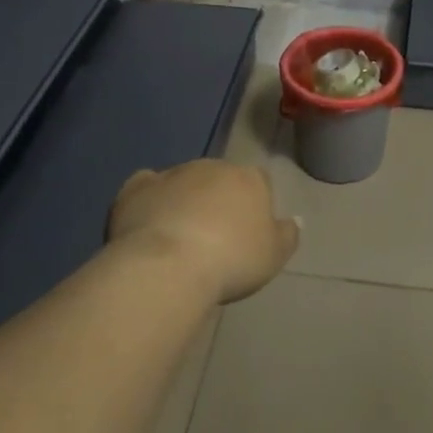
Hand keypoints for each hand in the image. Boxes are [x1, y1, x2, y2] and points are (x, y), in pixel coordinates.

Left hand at [107, 160, 298, 304]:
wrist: (169, 265)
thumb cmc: (231, 260)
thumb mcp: (273, 256)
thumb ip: (287, 235)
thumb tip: (295, 220)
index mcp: (249, 178)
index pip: (259, 181)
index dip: (254, 204)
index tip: (248, 232)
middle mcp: (212, 167)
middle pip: (219, 179)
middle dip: (217, 200)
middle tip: (213, 238)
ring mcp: (173, 174)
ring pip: (183, 182)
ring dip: (184, 200)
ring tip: (178, 238)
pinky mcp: (137, 188)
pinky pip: (146, 187)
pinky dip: (149, 199)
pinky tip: (147, 220)